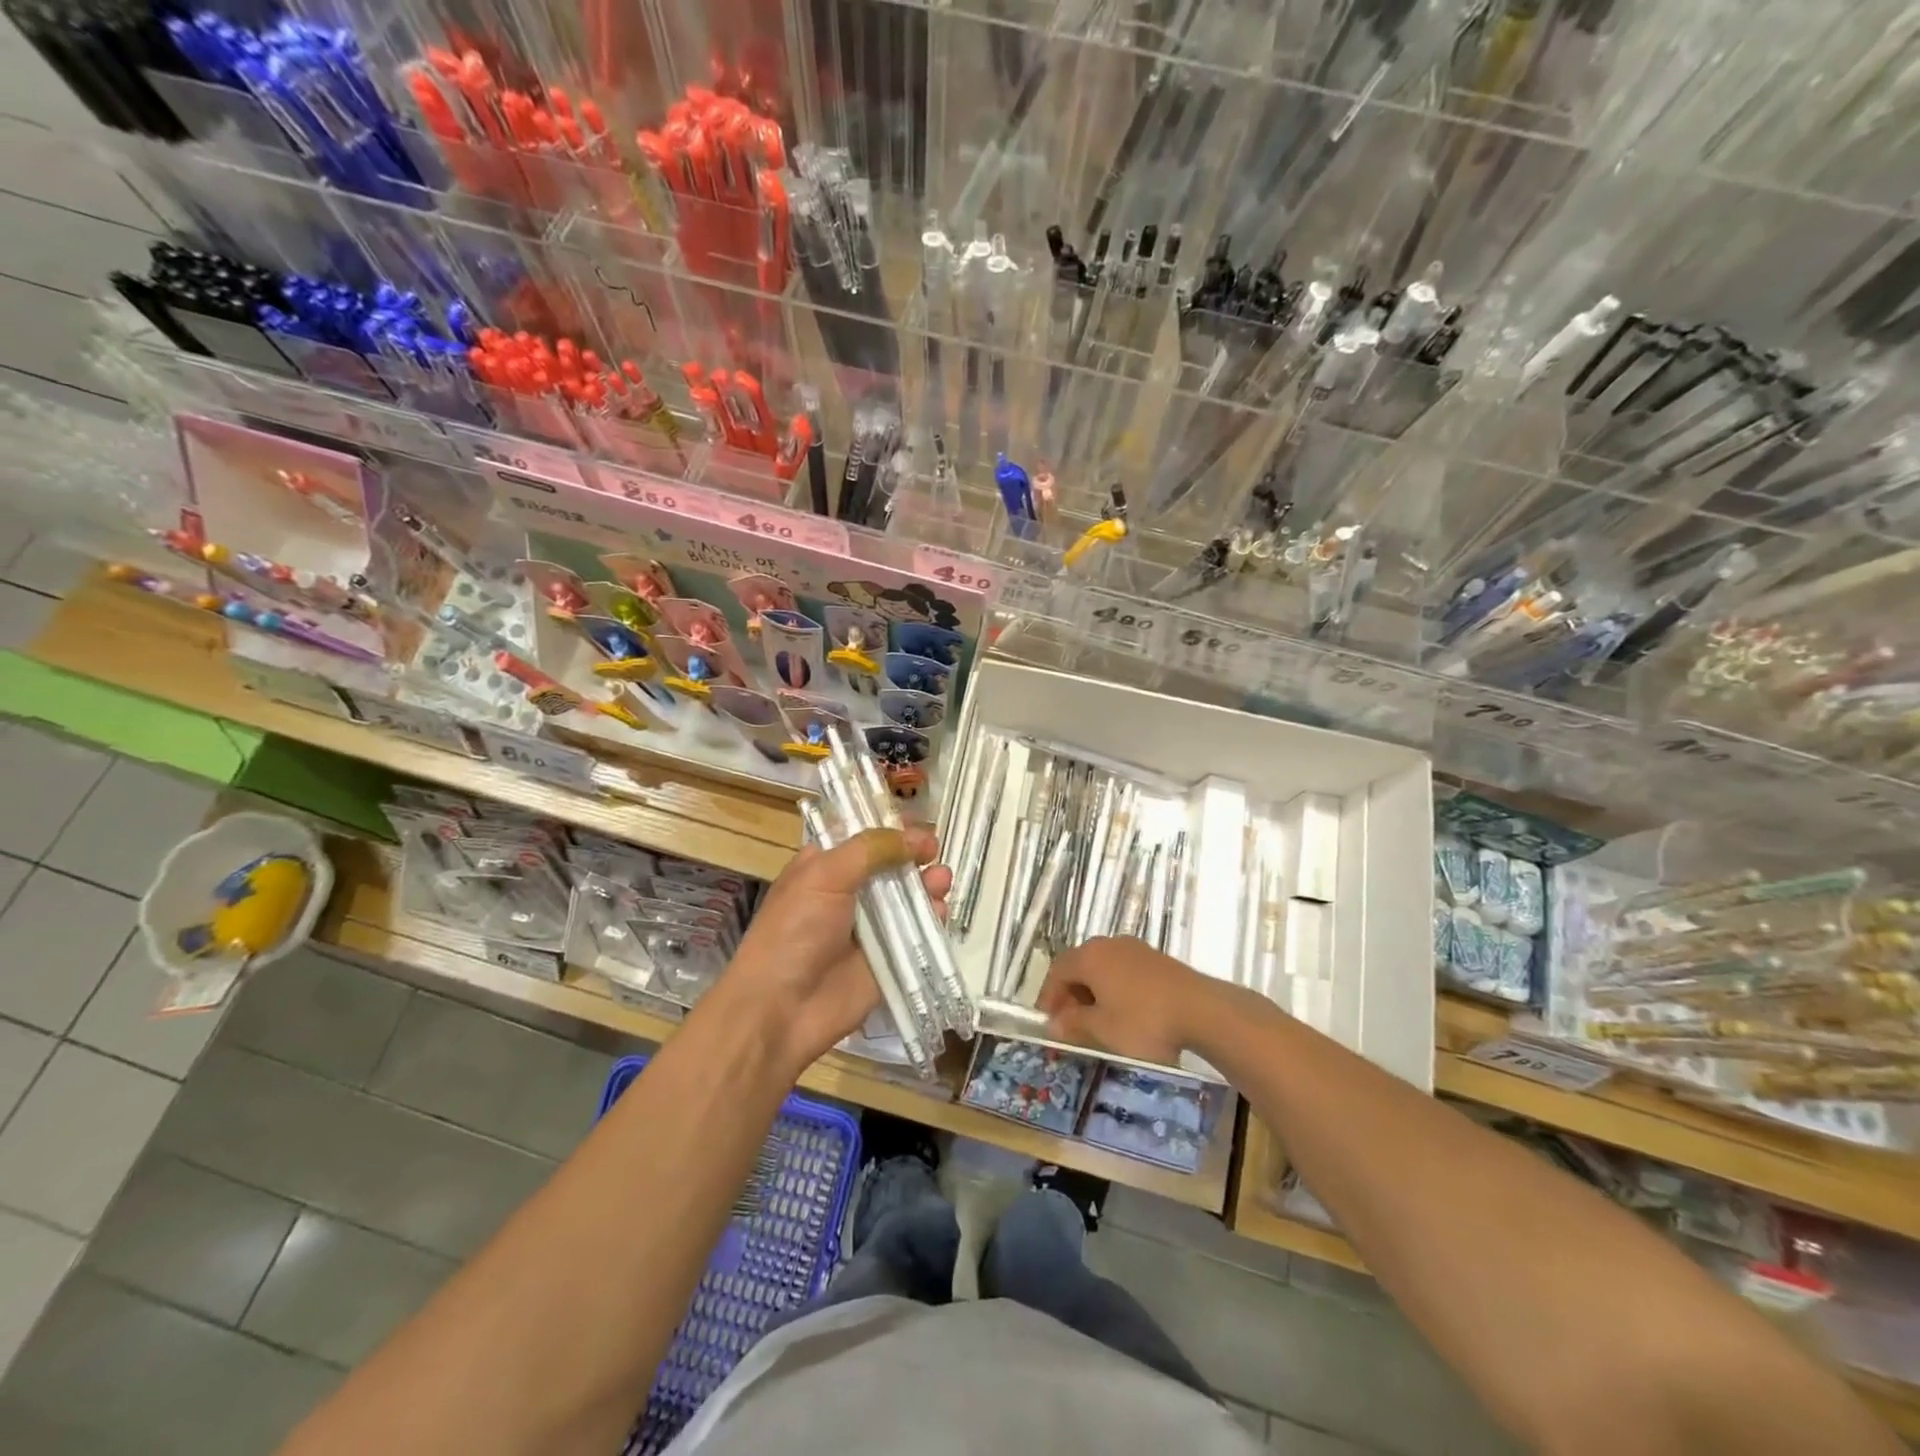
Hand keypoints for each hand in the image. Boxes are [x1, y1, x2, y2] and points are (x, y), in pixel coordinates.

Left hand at [722, 826, 949, 1072]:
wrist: (781, 1009)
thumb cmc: (794, 931)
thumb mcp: (824, 876)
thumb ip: (871, 850)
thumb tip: (918, 837)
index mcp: (825, 868)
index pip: (863, 838)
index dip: (891, 828)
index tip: (917, 823)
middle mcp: (849, 894)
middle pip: (892, 866)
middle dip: (915, 855)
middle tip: (934, 851)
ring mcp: (871, 928)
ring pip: (909, 898)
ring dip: (928, 884)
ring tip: (941, 880)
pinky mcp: (890, 959)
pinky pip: (918, 934)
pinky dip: (933, 920)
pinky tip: (940, 911)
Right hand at [1036, 937, 1219, 1064]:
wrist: (1201, 1010)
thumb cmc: (1143, 1020)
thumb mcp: (1103, 1029)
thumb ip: (1074, 1024)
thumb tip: (1055, 1023)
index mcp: (1090, 956)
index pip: (1057, 971)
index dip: (1049, 996)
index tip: (1048, 1021)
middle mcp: (1108, 944)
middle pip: (1079, 966)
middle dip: (1070, 993)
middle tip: (1069, 1022)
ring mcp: (1134, 948)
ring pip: (1102, 967)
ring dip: (1092, 991)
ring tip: (1096, 1019)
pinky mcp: (1155, 958)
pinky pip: (1122, 970)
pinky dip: (1114, 988)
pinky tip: (1123, 1011)